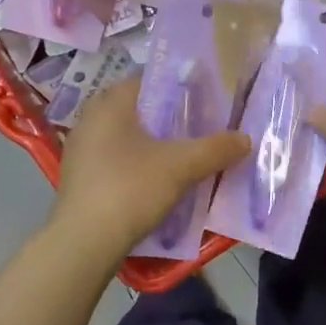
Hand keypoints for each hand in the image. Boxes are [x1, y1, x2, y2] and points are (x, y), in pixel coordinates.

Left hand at [51, 77, 248, 255]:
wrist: (84, 243)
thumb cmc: (130, 189)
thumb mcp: (181, 167)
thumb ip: (215, 149)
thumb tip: (246, 139)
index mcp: (109, 105)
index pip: (147, 81)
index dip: (178, 88)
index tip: (204, 100)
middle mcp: (89, 120)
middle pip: (137, 110)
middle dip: (168, 118)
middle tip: (198, 128)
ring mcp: (80, 151)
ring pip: (126, 137)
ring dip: (152, 144)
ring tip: (183, 156)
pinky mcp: (79, 179)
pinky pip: (115, 160)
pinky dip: (137, 164)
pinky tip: (157, 181)